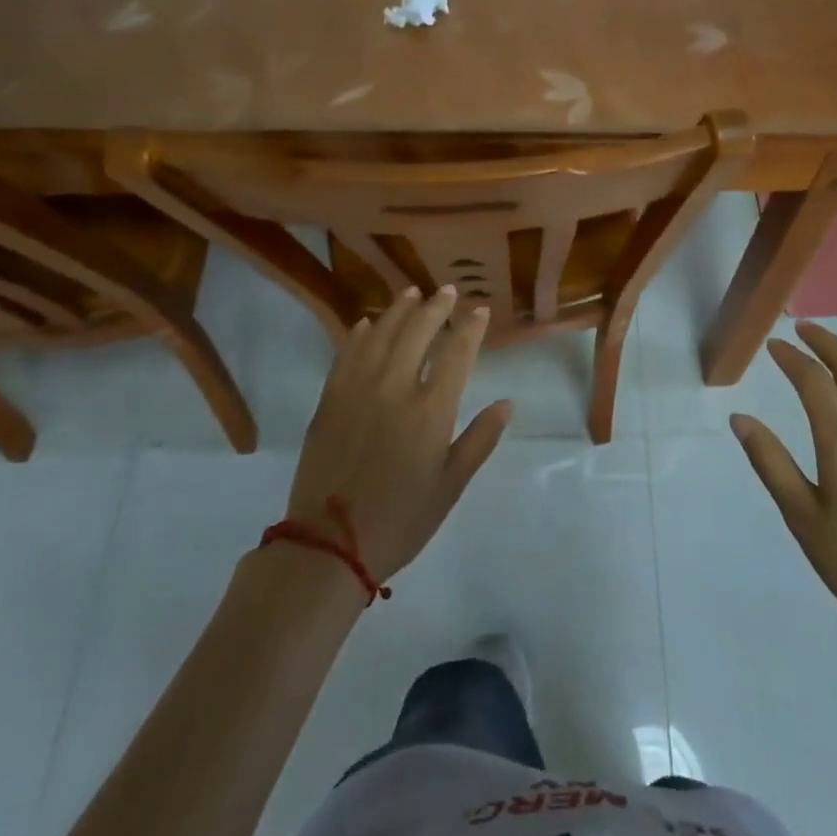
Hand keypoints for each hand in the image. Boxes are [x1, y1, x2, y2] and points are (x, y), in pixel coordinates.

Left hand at [283, 286, 512, 584]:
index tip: (480, 310)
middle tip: (447, 291)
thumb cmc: (401, 519)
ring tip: (411, 293)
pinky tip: (366, 323)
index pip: (456, 353)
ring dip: (398, 310)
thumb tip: (507, 403)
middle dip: (436, 307)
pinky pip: (346, 355)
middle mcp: (395, 389)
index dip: (470, 328)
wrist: (329, 545)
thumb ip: (480, 439)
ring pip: (380, 335)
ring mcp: (357, 390)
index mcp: (430, 410)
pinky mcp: (329, 400)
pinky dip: (359, 334)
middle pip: (417, 332)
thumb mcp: (451, 486)